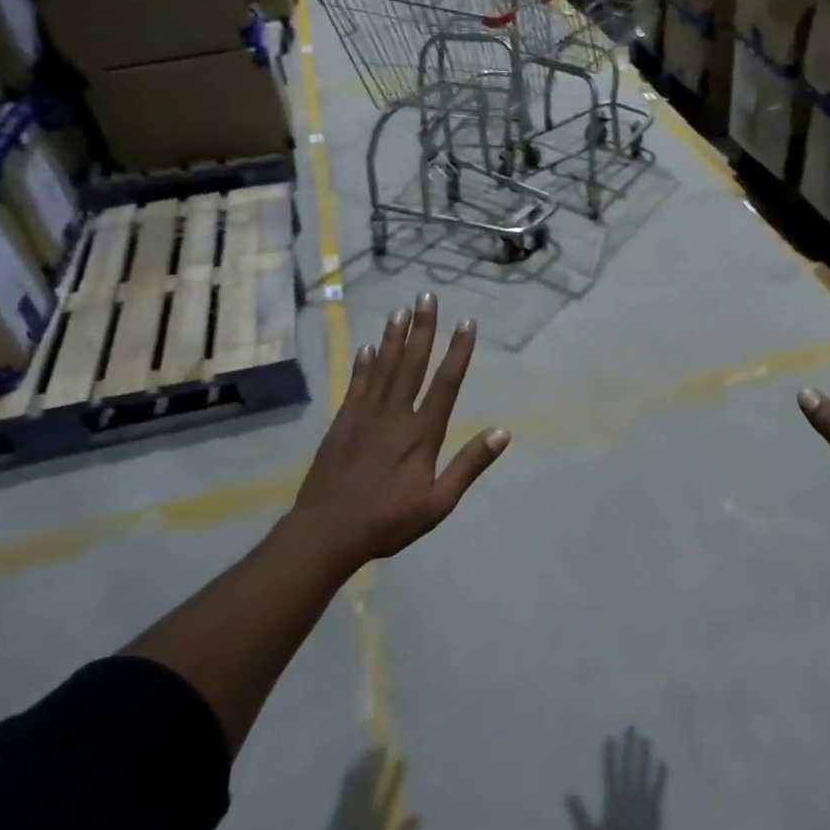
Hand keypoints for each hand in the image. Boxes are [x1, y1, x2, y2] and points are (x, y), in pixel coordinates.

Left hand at [290, 292, 509, 569]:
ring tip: (400, 310)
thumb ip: (468, 465)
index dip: (457, 352)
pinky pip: (357, 385)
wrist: (326, 532)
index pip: (445, 384)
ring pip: (383, 368)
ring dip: (393, 337)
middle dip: (422, 329)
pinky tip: (368, 347)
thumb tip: (502, 432)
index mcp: (421, 434)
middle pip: (412, 364)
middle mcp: (395, 416)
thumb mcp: (438, 503)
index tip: (466, 323)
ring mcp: (365, 416)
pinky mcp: (342, 423)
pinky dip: (364, 364)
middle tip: (426, 297)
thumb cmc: (388, 521)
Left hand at [313, 747, 419, 829]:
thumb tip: (421, 815)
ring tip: (371, 750)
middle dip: (377, 764)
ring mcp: (347, 814)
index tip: (402, 758)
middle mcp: (362, 815)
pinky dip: (350, 776)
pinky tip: (353, 766)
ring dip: (364, 766)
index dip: (396, 776)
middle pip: (371, 784)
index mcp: (376, 825)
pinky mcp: (335, 815)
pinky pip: (344, 791)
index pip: (389, 794)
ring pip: (357, 784)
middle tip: (383, 747)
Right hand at [567, 727, 664, 829]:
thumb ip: (579, 814)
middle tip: (631, 728)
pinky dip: (660, 776)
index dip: (610, 754)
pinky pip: (658, 790)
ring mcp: (643, 805)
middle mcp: (628, 799)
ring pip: (644, 774)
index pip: (610, 772)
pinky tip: (663, 763)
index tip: (611, 737)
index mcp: (612, 803)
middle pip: (628, 767)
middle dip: (629, 746)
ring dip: (645, 756)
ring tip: (646, 739)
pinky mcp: (655, 813)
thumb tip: (568, 794)